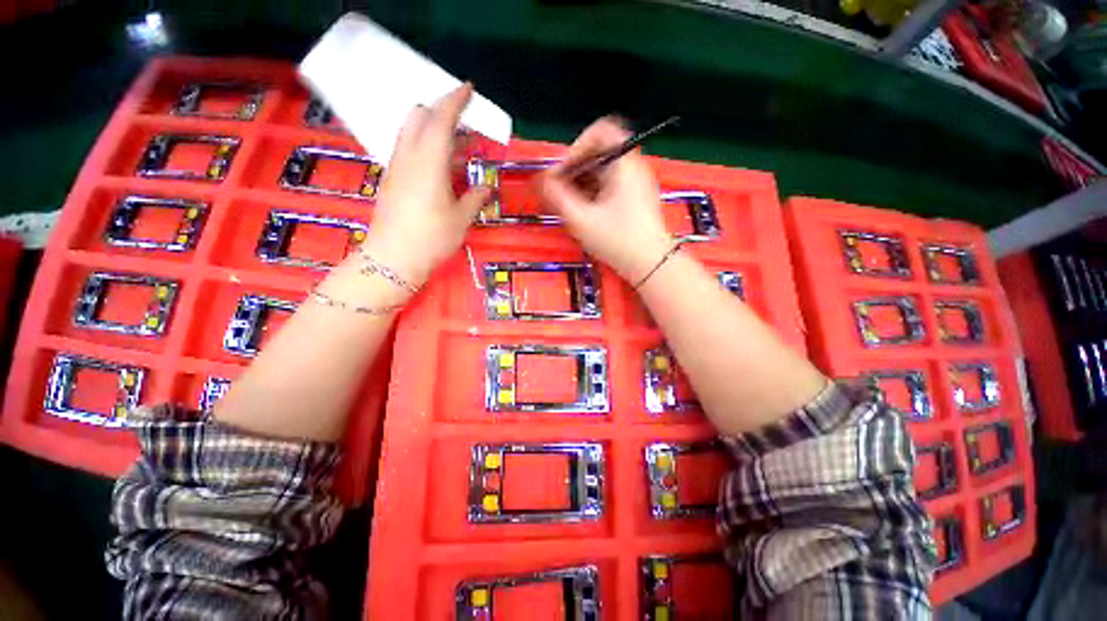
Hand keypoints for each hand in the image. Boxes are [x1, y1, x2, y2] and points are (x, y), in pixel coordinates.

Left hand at [360, 83, 488, 286]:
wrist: (393, 257)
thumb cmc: (432, 237)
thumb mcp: (461, 218)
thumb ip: (475, 198)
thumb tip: (487, 188)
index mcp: (429, 161)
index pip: (441, 119)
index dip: (455, 101)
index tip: (468, 88)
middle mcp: (409, 156)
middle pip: (420, 117)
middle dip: (441, 111)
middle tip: (465, 121)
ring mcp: (397, 166)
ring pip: (411, 131)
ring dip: (433, 128)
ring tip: (458, 144)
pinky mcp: (392, 178)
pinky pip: (408, 148)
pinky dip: (424, 144)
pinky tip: (440, 163)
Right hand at [539, 118, 673, 282]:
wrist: (651, 264)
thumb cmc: (617, 240)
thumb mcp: (582, 219)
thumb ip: (557, 196)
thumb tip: (540, 179)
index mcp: (623, 164)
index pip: (601, 131)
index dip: (577, 146)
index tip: (564, 170)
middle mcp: (632, 167)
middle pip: (600, 152)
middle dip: (575, 168)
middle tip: (561, 190)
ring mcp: (636, 183)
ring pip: (604, 170)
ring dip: (582, 181)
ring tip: (570, 204)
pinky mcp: (635, 198)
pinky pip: (611, 184)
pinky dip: (594, 191)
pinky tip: (584, 211)